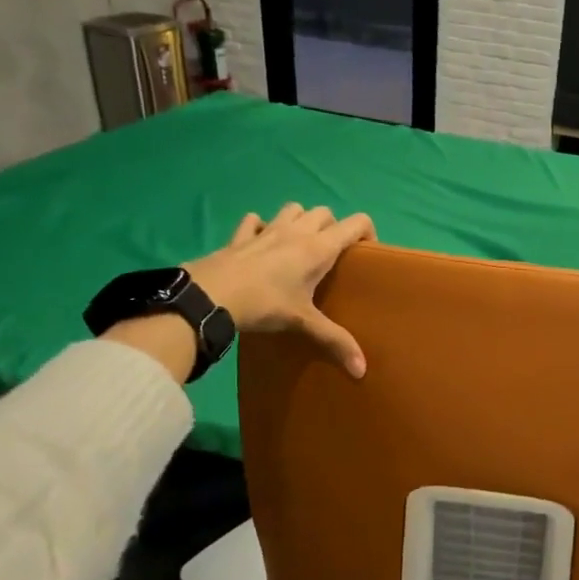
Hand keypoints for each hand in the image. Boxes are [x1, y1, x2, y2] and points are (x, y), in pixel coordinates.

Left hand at [187, 203, 376, 377]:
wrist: (211, 296)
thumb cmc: (265, 304)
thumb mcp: (304, 323)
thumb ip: (335, 341)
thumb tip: (362, 370)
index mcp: (318, 248)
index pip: (355, 223)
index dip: (367, 232)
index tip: (366, 254)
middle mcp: (296, 232)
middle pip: (324, 213)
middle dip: (333, 227)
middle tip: (332, 255)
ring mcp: (266, 230)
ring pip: (293, 209)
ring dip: (301, 220)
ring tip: (300, 245)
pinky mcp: (240, 236)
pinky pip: (254, 220)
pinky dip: (261, 226)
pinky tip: (261, 242)